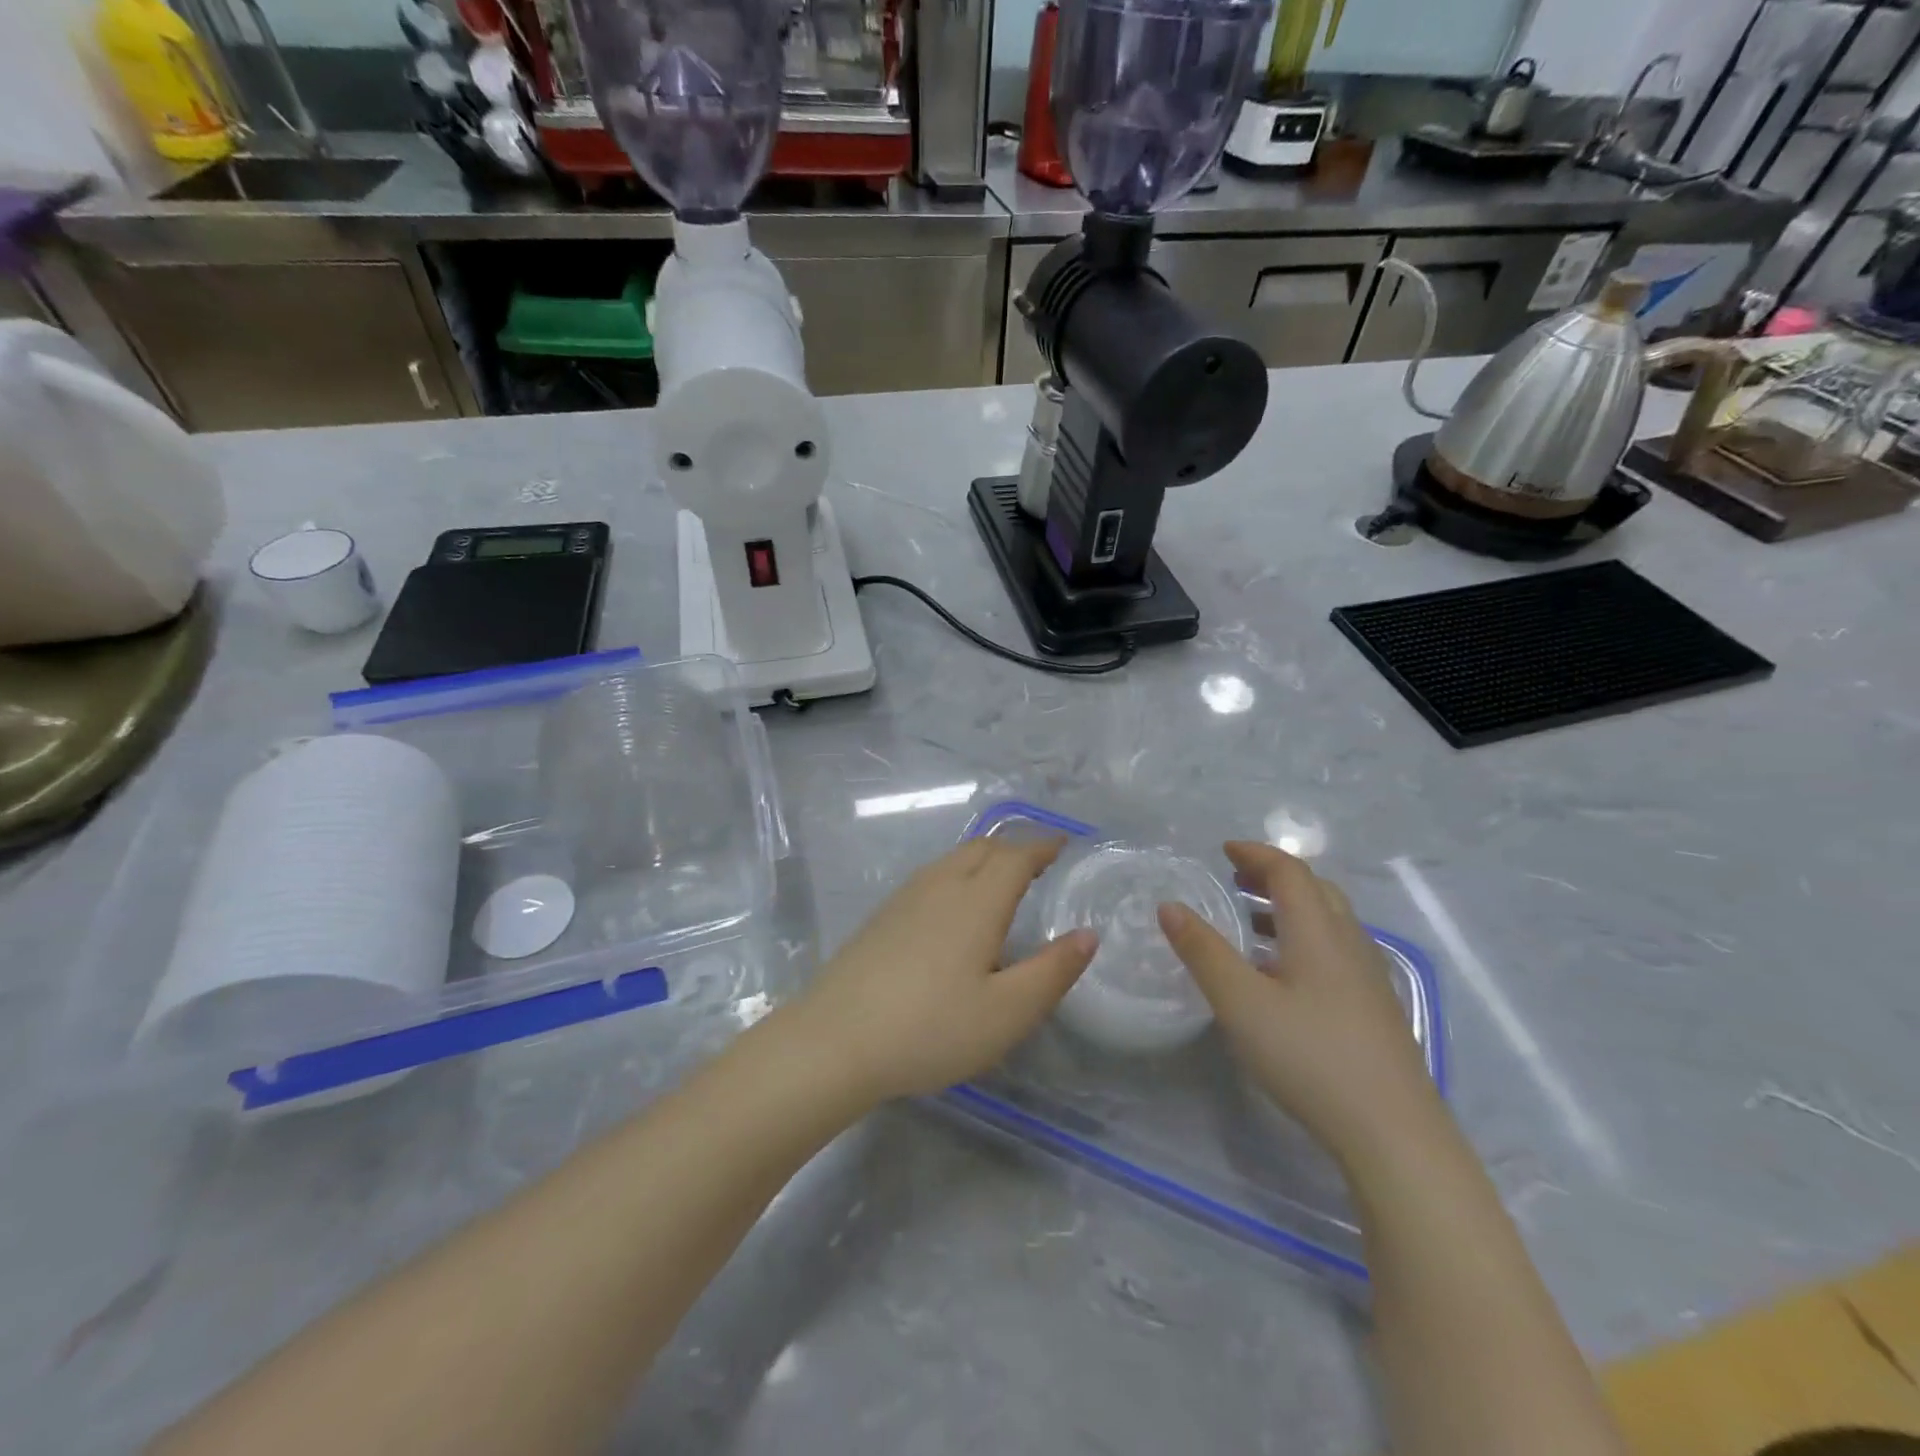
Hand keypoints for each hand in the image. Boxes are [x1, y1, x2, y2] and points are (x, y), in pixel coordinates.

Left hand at [791, 837, 1097, 1103]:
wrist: (835, 1041)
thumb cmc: (931, 1028)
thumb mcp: (1007, 1012)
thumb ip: (1052, 971)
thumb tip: (1087, 934)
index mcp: (976, 901)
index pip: (1015, 857)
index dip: (1041, 847)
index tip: (1062, 844)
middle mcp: (940, 886)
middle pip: (981, 848)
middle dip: (1013, 848)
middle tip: (1036, 864)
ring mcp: (904, 899)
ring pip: (951, 860)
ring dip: (982, 859)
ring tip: (999, 882)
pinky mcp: (881, 917)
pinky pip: (931, 877)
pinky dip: (956, 875)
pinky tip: (952, 909)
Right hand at [1157, 842, 1438, 1157]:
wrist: (1393, 1131)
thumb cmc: (1309, 1056)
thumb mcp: (1240, 1002)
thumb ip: (1203, 951)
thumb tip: (1170, 906)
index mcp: (1318, 931)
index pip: (1289, 871)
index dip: (1255, 854)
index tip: (1223, 851)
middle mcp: (1348, 942)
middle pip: (1315, 889)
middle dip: (1273, 876)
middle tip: (1235, 880)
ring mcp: (1368, 976)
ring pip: (1329, 921)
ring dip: (1289, 907)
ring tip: (1251, 922)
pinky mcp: (1374, 1007)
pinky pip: (1336, 948)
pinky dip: (1303, 937)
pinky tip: (1283, 975)